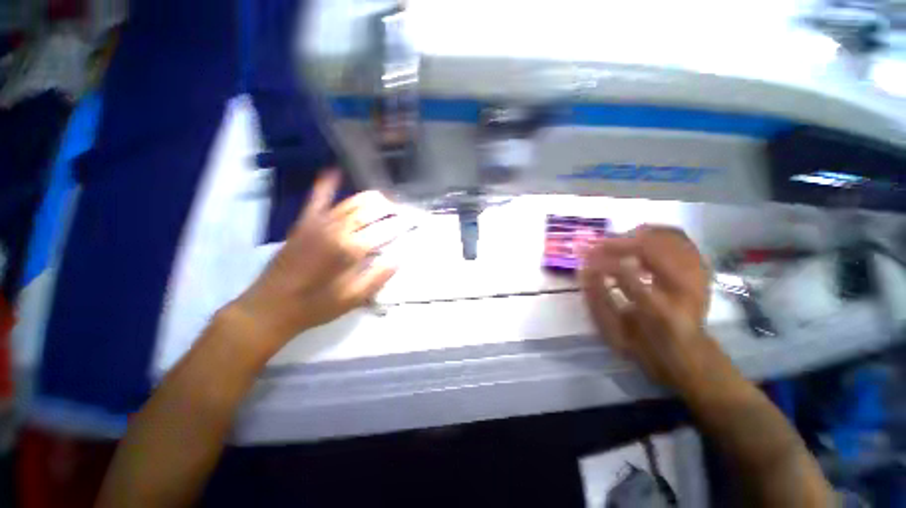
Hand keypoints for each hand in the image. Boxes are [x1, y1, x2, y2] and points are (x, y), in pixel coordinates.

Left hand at [232, 170, 404, 350]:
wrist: (271, 307)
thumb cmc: (316, 306)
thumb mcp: (354, 298)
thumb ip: (380, 276)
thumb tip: (401, 257)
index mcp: (351, 249)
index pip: (386, 230)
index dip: (403, 224)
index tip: (415, 222)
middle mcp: (337, 229)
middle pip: (371, 210)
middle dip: (391, 207)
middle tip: (403, 211)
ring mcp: (319, 223)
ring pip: (351, 202)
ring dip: (371, 198)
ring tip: (385, 200)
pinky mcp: (304, 223)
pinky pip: (316, 199)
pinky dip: (326, 184)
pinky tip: (334, 171)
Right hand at [579, 225, 714, 391]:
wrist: (689, 353)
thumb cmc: (645, 346)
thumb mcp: (614, 332)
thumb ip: (596, 299)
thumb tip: (582, 269)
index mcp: (662, 314)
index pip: (628, 276)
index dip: (601, 262)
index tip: (582, 256)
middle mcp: (685, 291)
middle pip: (651, 249)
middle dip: (616, 243)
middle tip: (595, 245)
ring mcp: (697, 277)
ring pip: (666, 237)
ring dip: (634, 235)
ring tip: (613, 242)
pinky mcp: (700, 269)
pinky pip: (677, 237)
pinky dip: (654, 232)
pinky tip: (637, 237)